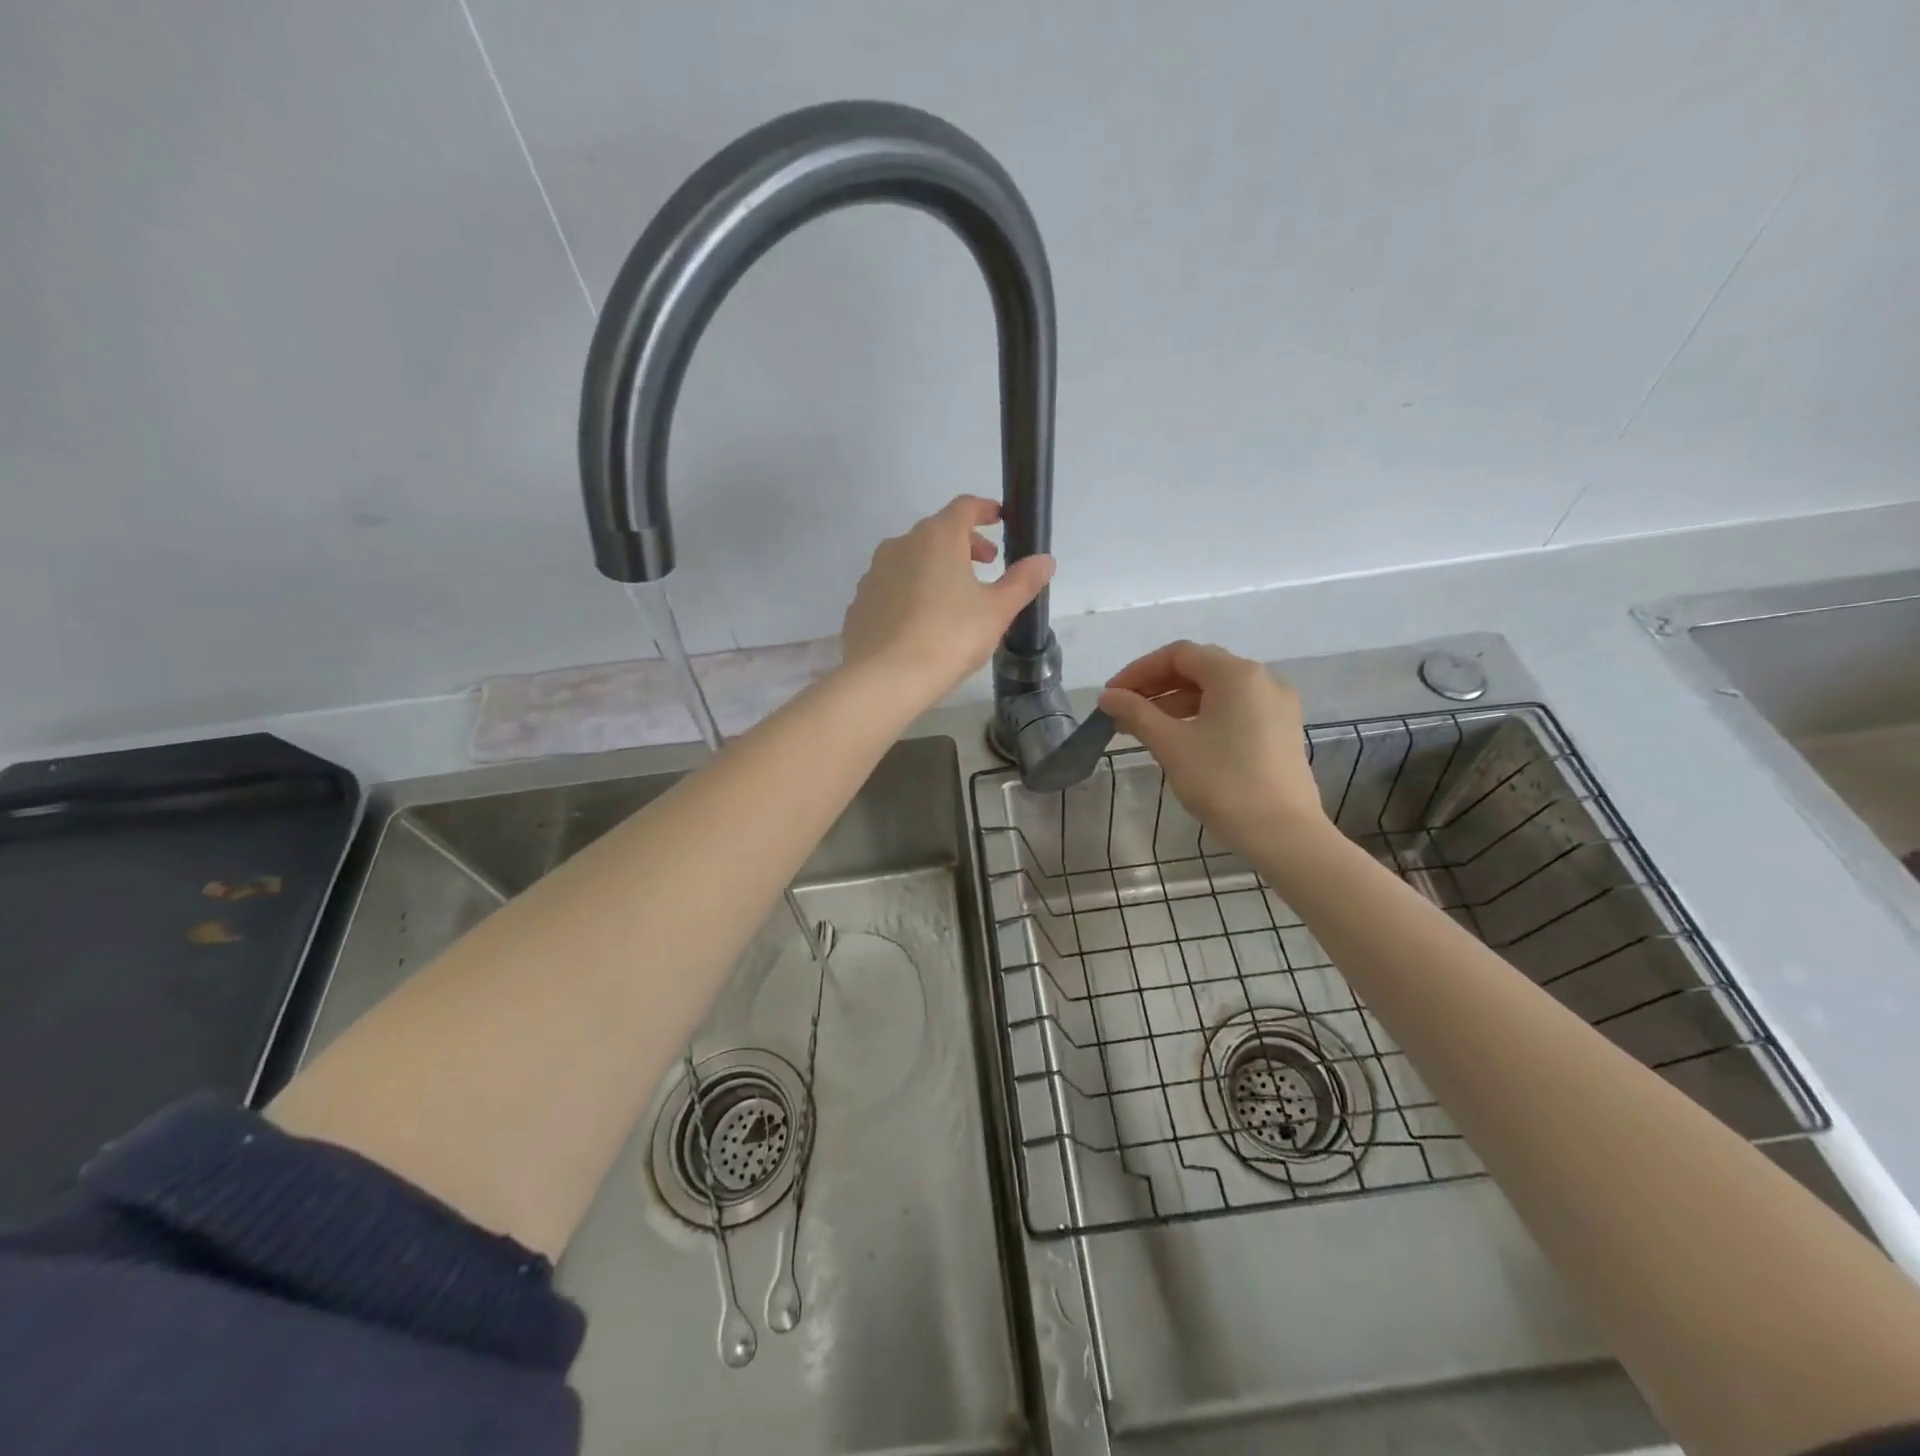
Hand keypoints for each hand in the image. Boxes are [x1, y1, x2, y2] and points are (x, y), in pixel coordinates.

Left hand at [841, 495, 1054, 704]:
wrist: (884, 678)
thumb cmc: (949, 637)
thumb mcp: (996, 611)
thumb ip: (1022, 582)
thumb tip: (1045, 560)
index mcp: (937, 537)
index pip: (964, 507)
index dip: (985, 510)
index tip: (999, 520)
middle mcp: (901, 544)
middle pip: (937, 532)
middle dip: (964, 544)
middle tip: (986, 566)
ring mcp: (875, 573)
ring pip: (911, 559)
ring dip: (936, 567)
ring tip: (955, 597)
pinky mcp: (860, 602)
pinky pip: (892, 587)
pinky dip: (910, 592)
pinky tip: (922, 622)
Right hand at [1098, 641, 1325, 852]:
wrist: (1283, 834)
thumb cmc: (1222, 782)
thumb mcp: (1171, 745)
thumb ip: (1136, 713)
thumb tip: (1107, 696)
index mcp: (1236, 674)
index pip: (1178, 655)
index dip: (1139, 671)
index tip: (1112, 696)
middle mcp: (1262, 679)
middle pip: (1199, 668)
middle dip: (1157, 686)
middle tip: (1124, 712)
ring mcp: (1277, 705)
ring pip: (1218, 690)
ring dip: (1177, 702)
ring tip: (1146, 728)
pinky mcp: (1282, 730)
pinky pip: (1235, 708)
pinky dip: (1204, 715)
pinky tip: (1182, 739)